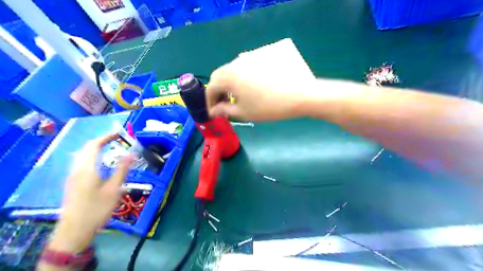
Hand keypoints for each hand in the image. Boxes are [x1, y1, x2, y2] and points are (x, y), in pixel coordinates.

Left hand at [48, 134, 132, 252]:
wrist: (74, 230)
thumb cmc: (97, 209)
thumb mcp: (114, 189)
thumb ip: (122, 169)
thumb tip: (132, 153)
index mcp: (87, 169)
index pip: (94, 145)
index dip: (106, 137)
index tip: (119, 133)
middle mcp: (77, 169)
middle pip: (87, 148)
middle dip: (102, 140)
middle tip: (117, 139)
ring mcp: (73, 176)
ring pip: (83, 155)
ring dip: (96, 148)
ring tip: (111, 148)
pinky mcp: (73, 182)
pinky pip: (82, 162)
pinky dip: (93, 156)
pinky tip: (102, 163)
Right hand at [207, 55, 312, 118]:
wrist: (299, 94)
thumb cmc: (268, 106)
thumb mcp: (244, 112)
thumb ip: (225, 111)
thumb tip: (214, 111)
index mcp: (228, 76)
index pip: (211, 87)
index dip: (209, 101)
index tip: (213, 112)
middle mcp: (236, 63)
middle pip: (219, 76)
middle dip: (218, 92)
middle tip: (223, 106)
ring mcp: (249, 59)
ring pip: (232, 71)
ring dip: (229, 85)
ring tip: (236, 98)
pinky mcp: (261, 59)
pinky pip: (243, 69)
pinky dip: (240, 79)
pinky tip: (249, 89)